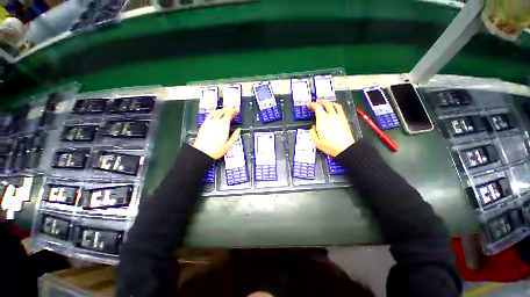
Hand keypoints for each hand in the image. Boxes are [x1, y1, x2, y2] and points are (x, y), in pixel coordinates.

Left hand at [193, 108, 240, 159]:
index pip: (229, 114)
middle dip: (228, 109)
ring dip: (221, 110)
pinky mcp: (203, 125)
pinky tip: (215, 114)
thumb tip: (238, 130)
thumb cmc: (215, 150)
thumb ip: (235, 136)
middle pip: (222, 111)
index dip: (233, 110)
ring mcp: (209, 123)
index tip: (237, 110)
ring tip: (225, 110)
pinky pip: (209, 115)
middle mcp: (216, 122)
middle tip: (232, 109)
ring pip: (215, 112)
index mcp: (223, 126)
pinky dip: (214, 113)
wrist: (202, 153)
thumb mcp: (229, 145)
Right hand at [307, 100, 353, 156]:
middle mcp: (330, 116)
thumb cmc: (330, 146)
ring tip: (324, 102)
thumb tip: (312, 128)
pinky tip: (334, 106)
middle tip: (315, 103)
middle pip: (324, 104)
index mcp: (322, 121)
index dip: (312, 105)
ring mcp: (338, 117)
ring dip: (327, 102)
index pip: (317, 108)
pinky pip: (339, 108)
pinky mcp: (343, 119)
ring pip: (332, 105)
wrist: (344, 148)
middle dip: (319, 102)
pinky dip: (336, 105)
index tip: (309, 105)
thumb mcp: (316, 142)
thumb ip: (312, 133)